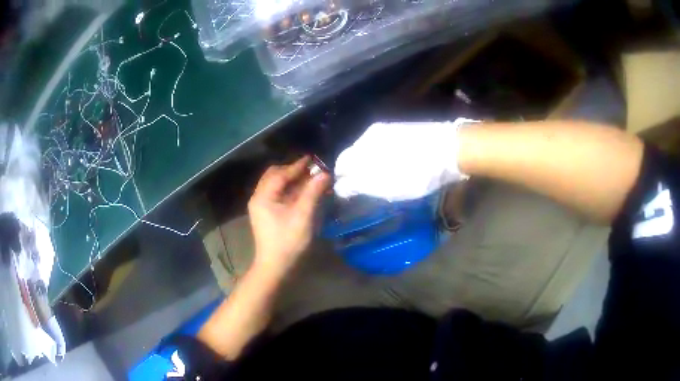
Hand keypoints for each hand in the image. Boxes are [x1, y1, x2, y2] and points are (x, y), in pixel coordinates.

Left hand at [248, 156, 330, 276]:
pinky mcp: (266, 215)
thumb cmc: (288, 241)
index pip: (280, 174)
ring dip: (292, 181)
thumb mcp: (303, 216)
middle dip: (292, 171)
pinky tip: (303, 193)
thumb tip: (324, 174)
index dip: (297, 166)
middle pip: (274, 176)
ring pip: (276, 186)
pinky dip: (289, 191)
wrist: (276, 267)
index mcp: (263, 197)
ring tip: (309, 180)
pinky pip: (277, 195)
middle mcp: (259, 198)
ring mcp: (261, 207)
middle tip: (311, 170)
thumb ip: (313, 192)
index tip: (312, 159)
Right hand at [333, 119, 476, 200]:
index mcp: (362, 147)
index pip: (341, 164)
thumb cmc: (415, 172)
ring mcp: (387, 130)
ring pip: (370, 151)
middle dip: (357, 173)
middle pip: (354, 156)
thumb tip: (339, 187)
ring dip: (372, 166)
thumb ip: (358, 185)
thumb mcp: (385, 186)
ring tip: (385, 180)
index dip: (343, 181)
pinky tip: (398, 167)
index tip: (350, 195)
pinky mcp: (402, 130)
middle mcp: (370, 134)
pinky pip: (385, 146)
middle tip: (369, 190)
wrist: (451, 149)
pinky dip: (385, 158)